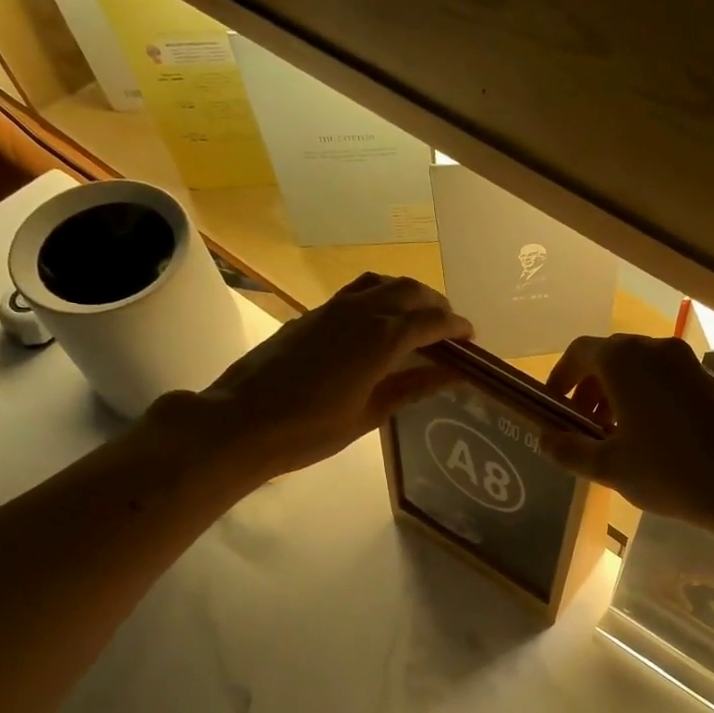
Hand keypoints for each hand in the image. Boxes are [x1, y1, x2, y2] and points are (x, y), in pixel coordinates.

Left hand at [179, 274, 471, 478]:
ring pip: (383, 283)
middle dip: (436, 306)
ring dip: (408, 294)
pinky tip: (378, 323)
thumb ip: (412, 388)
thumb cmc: (310, 429)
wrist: (241, 421)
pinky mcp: (313, 314)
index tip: (472, 338)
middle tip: (449, 331)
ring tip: (417, 320)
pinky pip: (358, 291)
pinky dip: (381, 297)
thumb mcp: (369, 414)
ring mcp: (334, 308)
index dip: (456, 327)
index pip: (431, 321)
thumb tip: (451, 374)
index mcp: (381, 339)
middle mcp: (361, 312)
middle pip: (411, 291)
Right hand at [542, 334, 713, 531]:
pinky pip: (662, 377)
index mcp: (623, 360)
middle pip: (608, 358)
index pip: (579, 352)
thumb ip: (569, 448)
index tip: (554, 407)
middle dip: (589, 390)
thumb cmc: (667, 470)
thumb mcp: (608, 466)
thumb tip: (545, 438)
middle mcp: (653, 348)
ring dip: (616, 394)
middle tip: (582, 427)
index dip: (560, 378)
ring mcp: (684, 361)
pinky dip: (644, 396)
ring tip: (612, 435)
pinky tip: (647, 435)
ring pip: (637, 368)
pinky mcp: (706, 377)